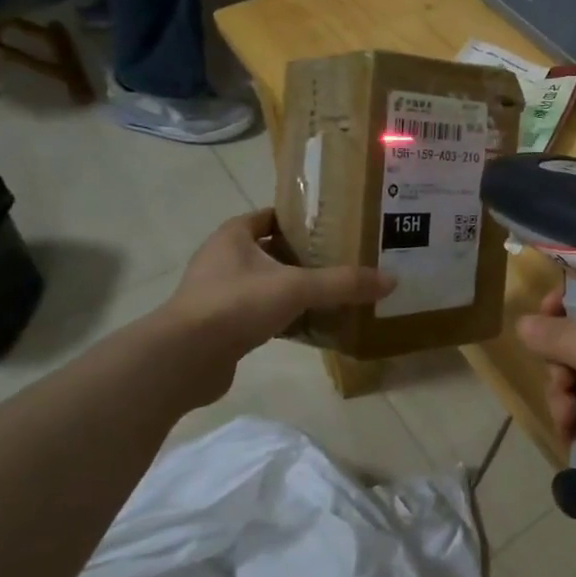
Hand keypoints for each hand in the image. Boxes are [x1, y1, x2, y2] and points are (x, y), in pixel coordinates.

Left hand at [164, 210, 393, 379]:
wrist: (183, 359)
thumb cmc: (236, 304)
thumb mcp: (297, 287)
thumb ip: (343, 282)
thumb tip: (392, 280)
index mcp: (233, 236)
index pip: (271, 216)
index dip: (300, 219)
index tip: (334, 226)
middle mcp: (222, 259)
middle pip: (271, 250)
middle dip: (303, 255)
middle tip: (342, 259)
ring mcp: (218, 294)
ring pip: (265, 283)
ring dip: (292, 287)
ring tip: (332, 291)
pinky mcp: (220, 326)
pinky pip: (259, 313)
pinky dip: (283, 316)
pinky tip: (310, 324)